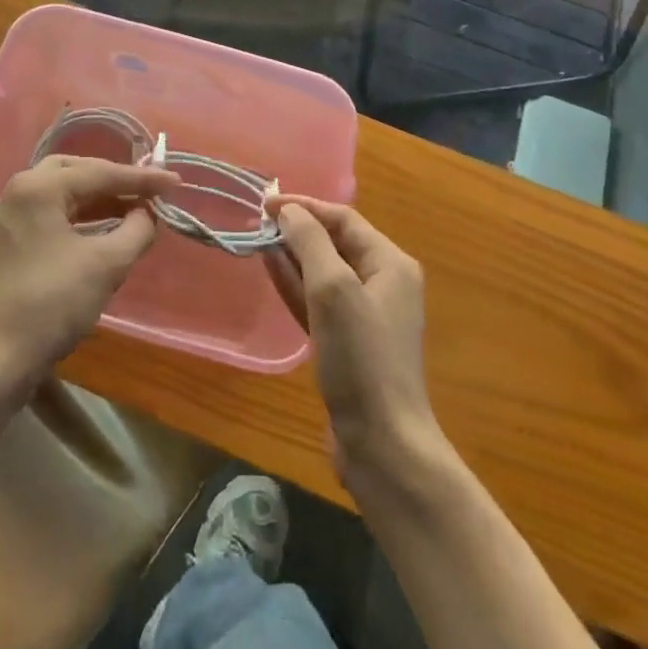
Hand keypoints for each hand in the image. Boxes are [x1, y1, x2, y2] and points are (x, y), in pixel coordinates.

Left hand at [0, 156, 177, 389]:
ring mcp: (9, 220)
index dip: (142, 179)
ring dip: (97, 200)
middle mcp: (18, 193)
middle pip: (75, 173)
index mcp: (39, 188)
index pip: (100, 173)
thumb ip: (136, 231)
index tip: (174, 182)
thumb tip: (147, 214)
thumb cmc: (50, 303)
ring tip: (132, 210)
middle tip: (145, 190)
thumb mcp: (106, 265)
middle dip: (113, 180)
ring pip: (61, 195)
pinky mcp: (7, 245)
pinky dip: (80, 218)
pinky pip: (51, 216)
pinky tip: (102, 233)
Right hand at [267, 196, 439, 487]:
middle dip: (298, 229)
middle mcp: (383, 283)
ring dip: (293, 255)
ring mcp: (365, 316)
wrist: (382, 445)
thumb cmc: (361, 358)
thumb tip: (289, 211)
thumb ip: (310, 242)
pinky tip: (271, 272)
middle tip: (256, 222)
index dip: (305, 206)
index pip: (344, 219)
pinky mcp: (347, 344)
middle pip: (335, 243)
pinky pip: (318, 301)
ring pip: (323, 272)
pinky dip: (295, 285)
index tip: (265, 203)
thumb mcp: (334, 289)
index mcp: (391, 264)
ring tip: (258, 240)